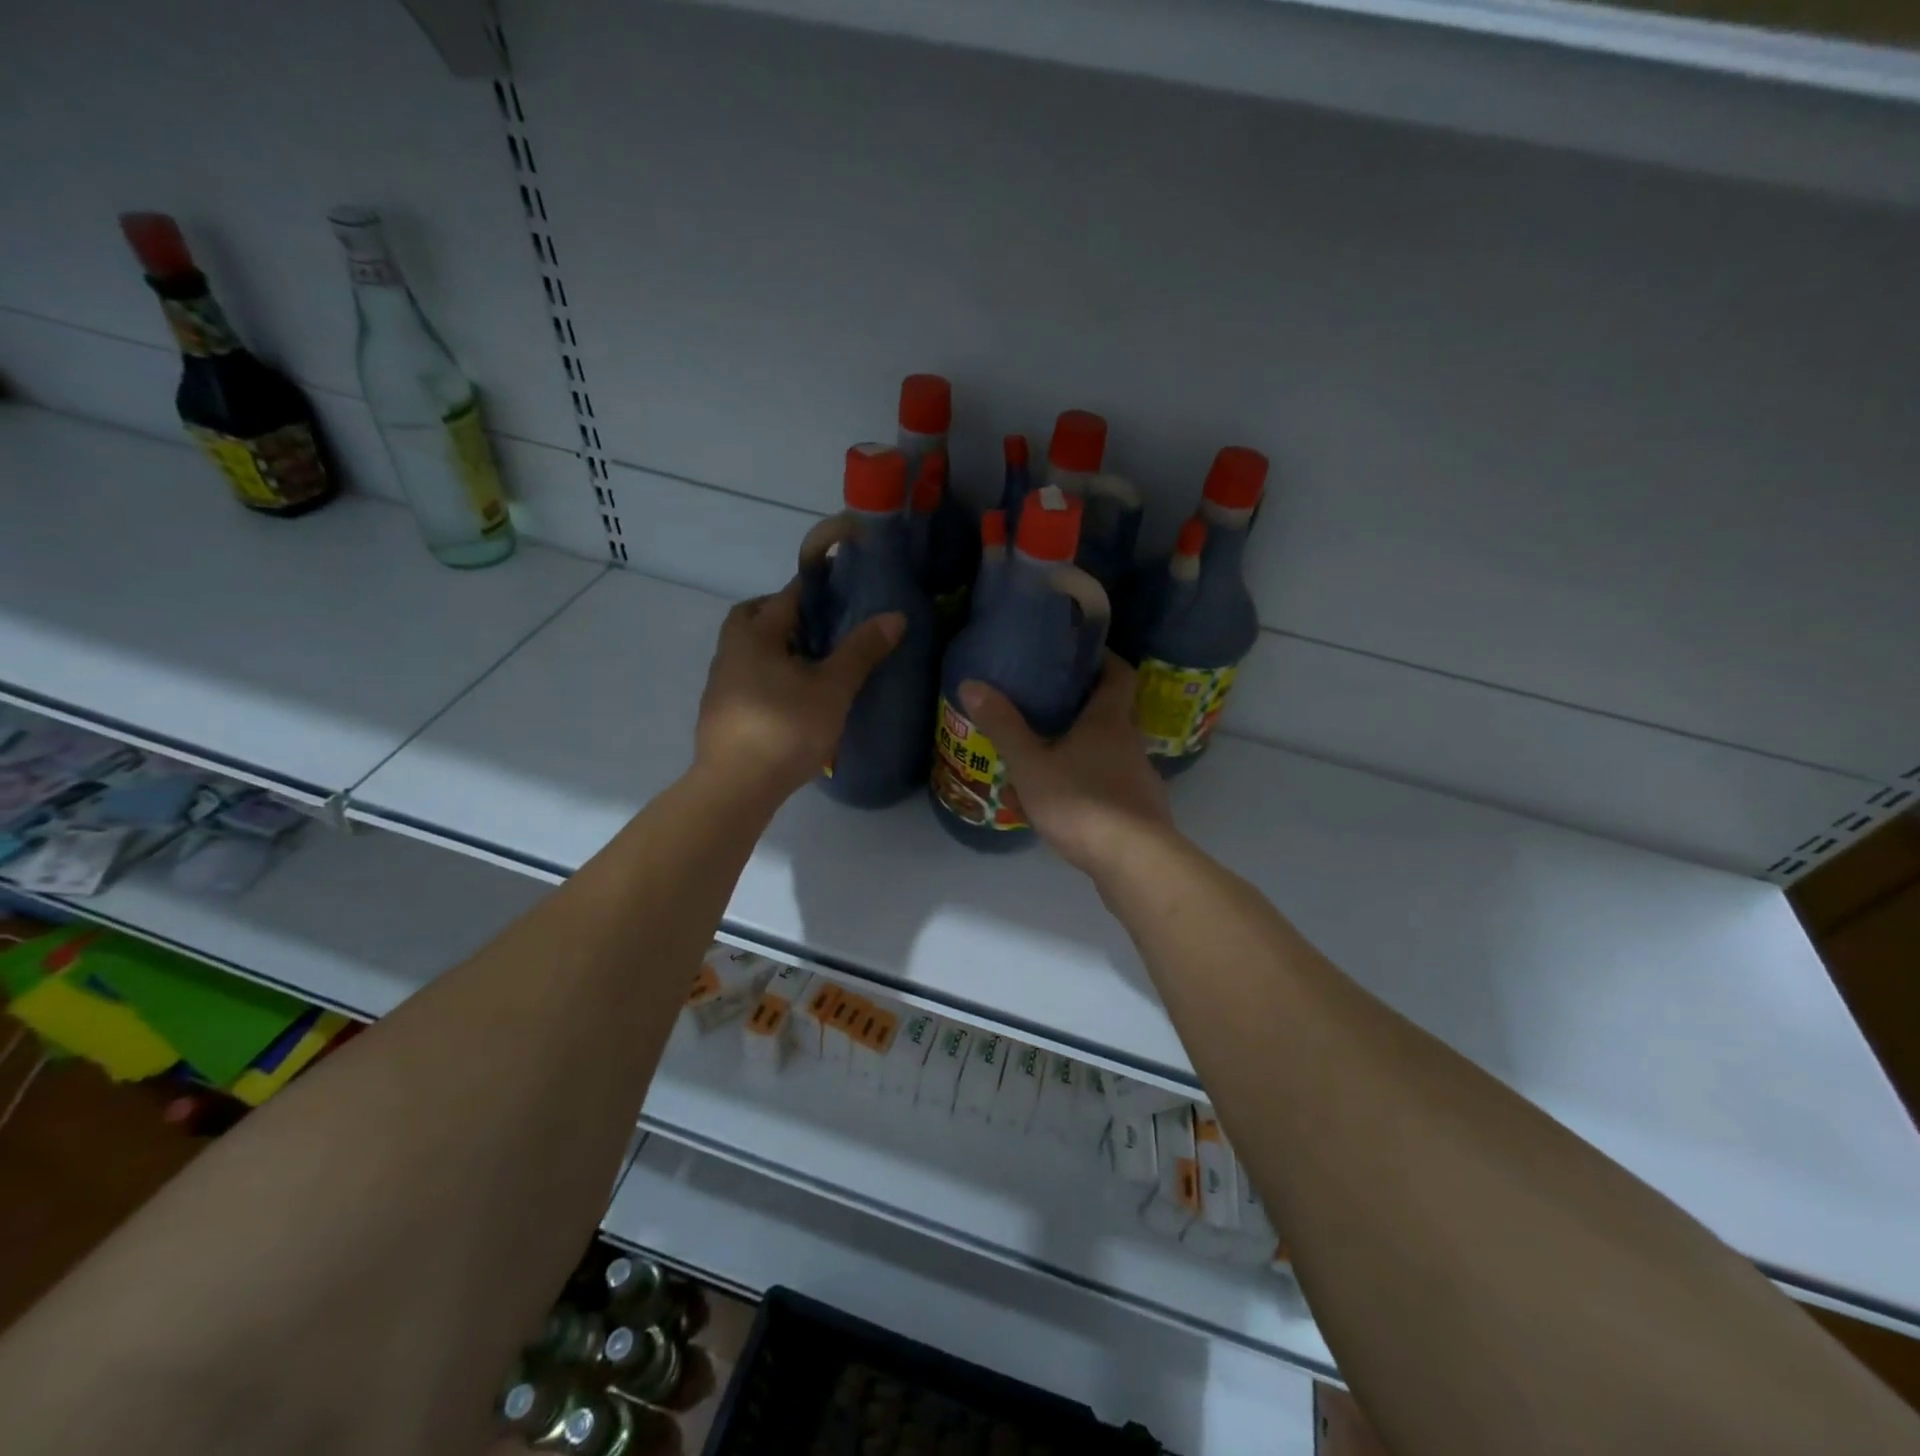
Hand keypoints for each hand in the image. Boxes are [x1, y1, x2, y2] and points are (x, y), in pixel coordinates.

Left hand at [696, 579, 903, 800]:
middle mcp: (730, 651)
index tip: (845, 590)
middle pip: (754, 617)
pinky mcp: (721, 714)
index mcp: (755, 635)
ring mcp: (720, 684)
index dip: (817, 589)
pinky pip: (746, 679)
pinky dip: (768, 676)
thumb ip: (861, 651)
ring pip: (748, 650)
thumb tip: (895, 615)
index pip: (787, 596)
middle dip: (784, 614)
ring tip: (813, 664)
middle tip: (820, 627)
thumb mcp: (833, 688)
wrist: (736, 787)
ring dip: (776, 648)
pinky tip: (792, 699)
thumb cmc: (786, 728)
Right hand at [959, 654, 1175, 877]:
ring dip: (1083, 751)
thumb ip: (1003, 726)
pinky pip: (1111, 786)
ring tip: (1047, 758)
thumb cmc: (1081, 802)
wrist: (1133, 862)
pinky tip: (1065, 804)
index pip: (1119, 674)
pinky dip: (1089, 785)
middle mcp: (1131, 743)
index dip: (1103, 660)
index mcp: (1110, 721)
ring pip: (1110, 753)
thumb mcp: (1030, 764)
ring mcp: (1140, 779)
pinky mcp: (1141, 811)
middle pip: (1113, 713)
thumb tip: (972, 683)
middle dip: (1083, 708)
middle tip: (1047, 707)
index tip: (1079, 656)